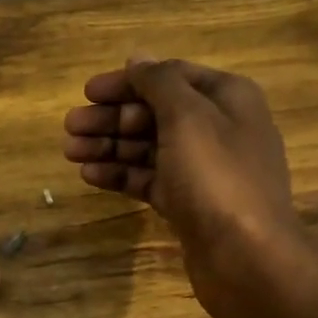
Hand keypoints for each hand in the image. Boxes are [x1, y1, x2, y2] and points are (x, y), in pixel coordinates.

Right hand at [63, 56, 303, 309]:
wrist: (247, 259)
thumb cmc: (217, 178)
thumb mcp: (187, 117)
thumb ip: (159, 82)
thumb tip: (138, 58)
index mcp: (227, 99)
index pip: (169, 77)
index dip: (127, 82)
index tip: (87, 92)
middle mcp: (218, 129)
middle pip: (155, 113)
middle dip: (112, 118)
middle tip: (70, 127)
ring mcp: (204, 170)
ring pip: (149, 148)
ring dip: (109, 146)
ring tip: (70, 152)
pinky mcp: (189, 204)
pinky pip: (150, 179)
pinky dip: (121, 175)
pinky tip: (89, 176)